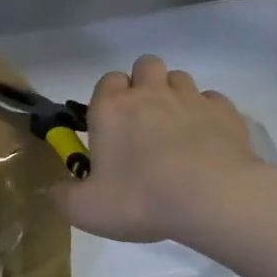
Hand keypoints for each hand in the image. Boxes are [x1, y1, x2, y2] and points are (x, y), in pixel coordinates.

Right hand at [58, 55, 272, 243]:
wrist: (211, 198)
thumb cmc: (141, 199)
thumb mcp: (87, 210)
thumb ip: (63, 197)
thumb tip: (52, 190)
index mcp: (111, 108)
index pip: (107, 81)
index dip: (110, 98)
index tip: (113, 126)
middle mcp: (149, 92)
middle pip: (145, 66)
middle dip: (144, 85)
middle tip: (145, 122)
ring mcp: (190, 97)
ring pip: (179, 78)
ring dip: (175, 96)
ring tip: (177, 131)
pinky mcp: (224, 111)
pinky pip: (212, 100)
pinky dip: (207, 114)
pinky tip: (207, 141)